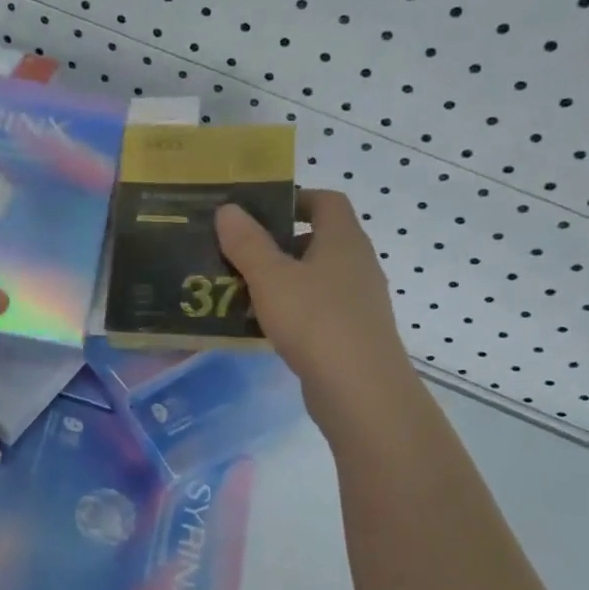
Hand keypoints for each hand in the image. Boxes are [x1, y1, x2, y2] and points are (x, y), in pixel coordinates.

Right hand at [216, 190, 415, 418]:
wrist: (360, 390)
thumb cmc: (315, 321)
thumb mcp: (271, 278)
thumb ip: (247, 243)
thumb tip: (228, 209)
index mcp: (343, 240)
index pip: (326, 201)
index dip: (295, 198)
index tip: (259, 211)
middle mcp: (357, 264)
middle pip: (318, 239)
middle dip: (278, 243)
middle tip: (238, 252)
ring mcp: (357, 301)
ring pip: (315, 277)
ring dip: (281, 278)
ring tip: (241, 289)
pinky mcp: (351, 332)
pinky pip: (316, 308)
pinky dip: (290, 308)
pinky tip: (263, 325)